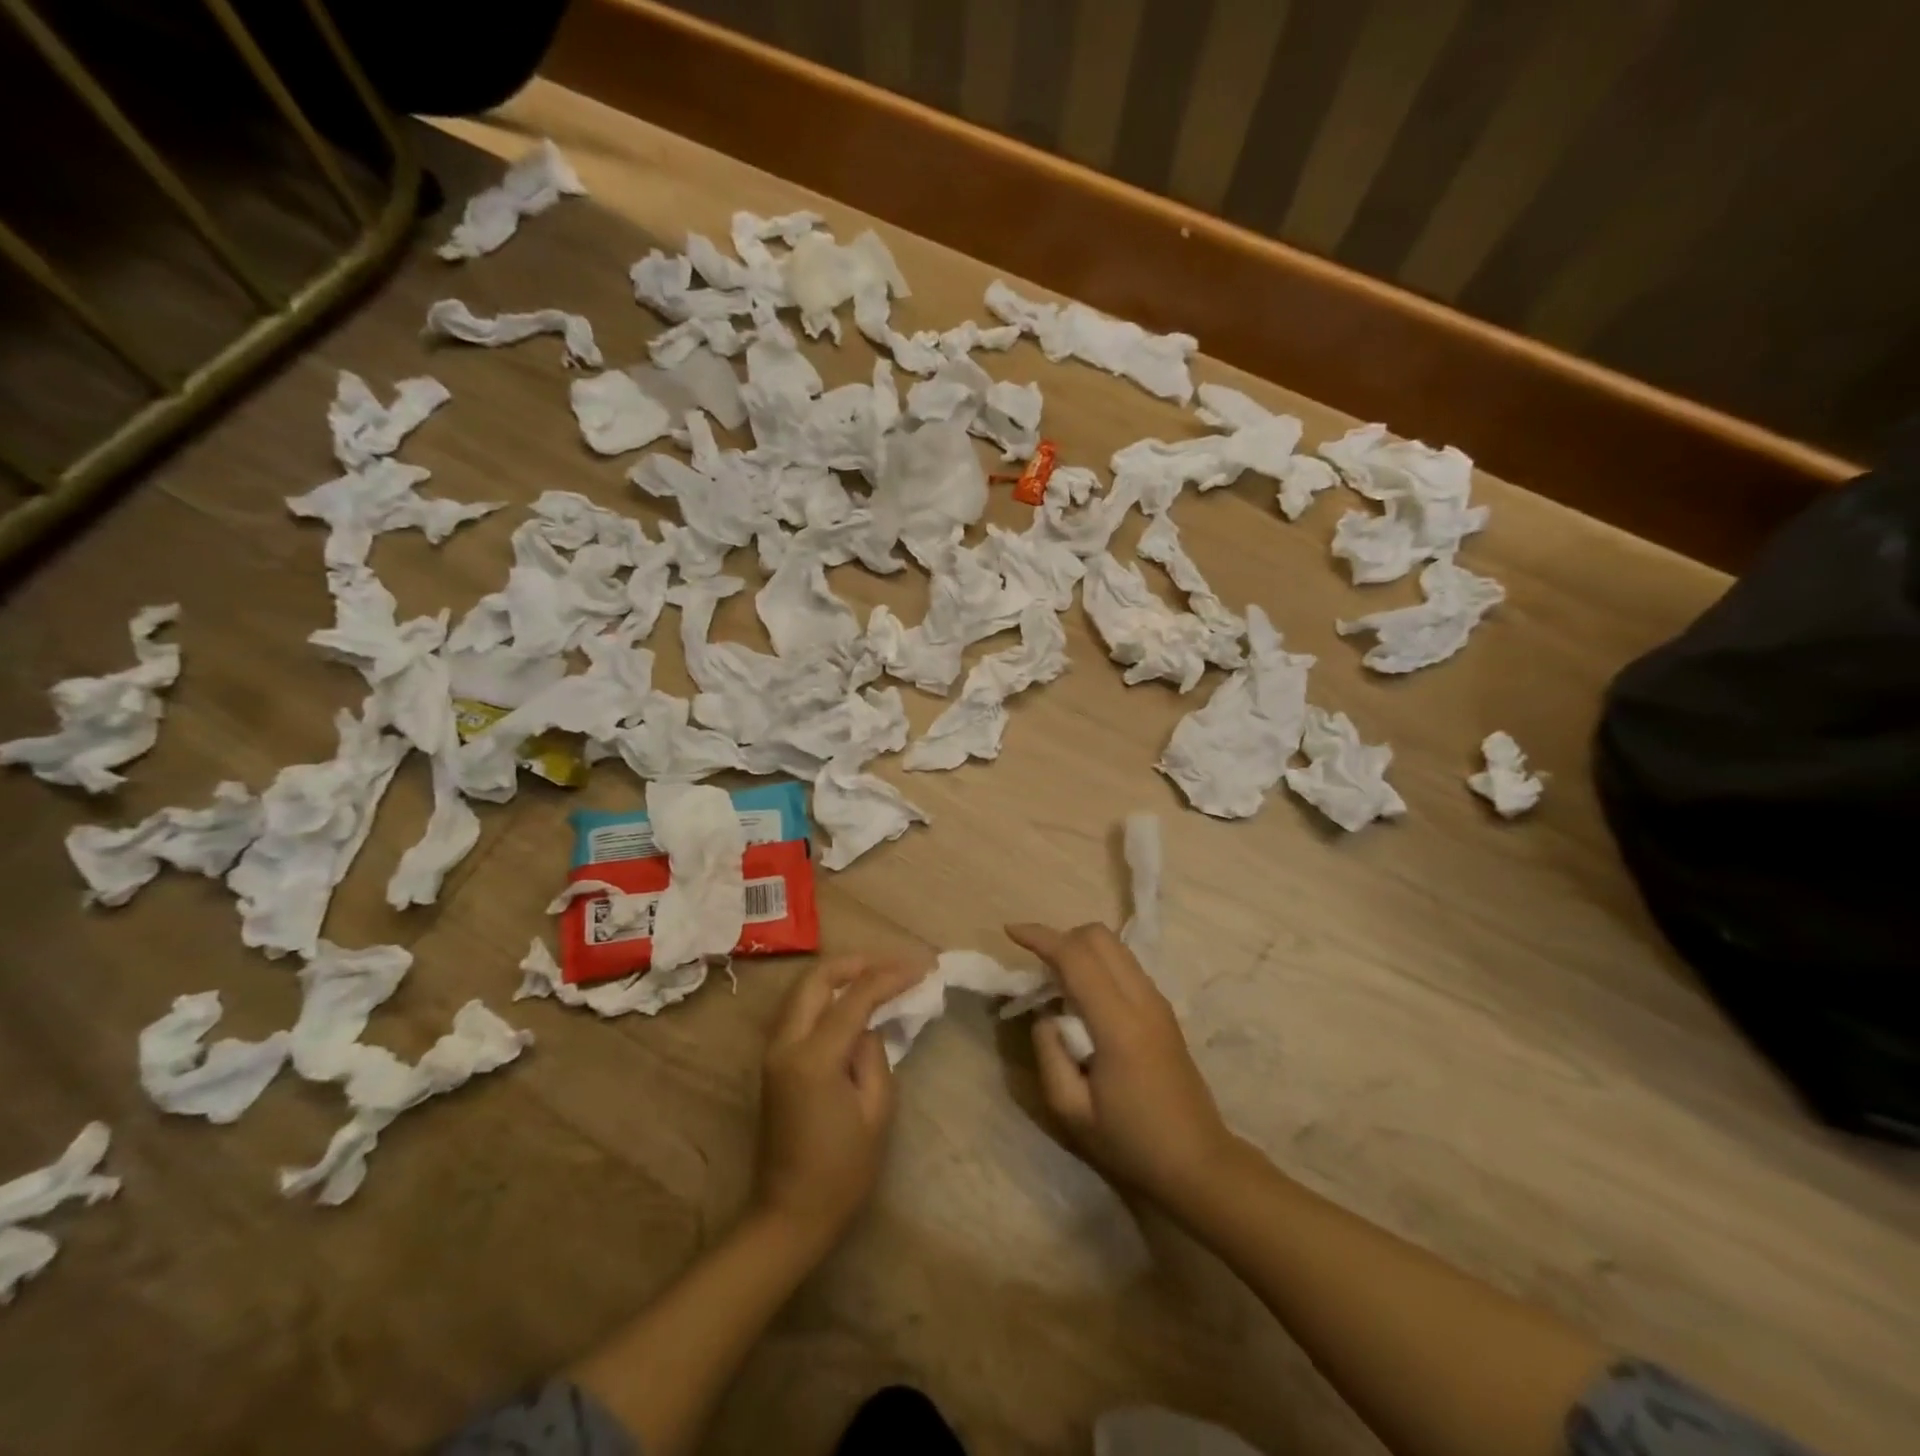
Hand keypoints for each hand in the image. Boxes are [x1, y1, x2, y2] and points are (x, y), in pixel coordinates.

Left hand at [751, 956, 923, 1251]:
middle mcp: (786, 1043)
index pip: (855, 997)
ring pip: (803, 988)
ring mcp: (774, 1050)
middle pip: (817, 977)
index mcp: (814, 1058)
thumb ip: (875, 1055)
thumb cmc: (842, 1171)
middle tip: (894, 964)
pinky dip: (826, 993)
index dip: (891, 976)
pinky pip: (799, 1008)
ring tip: (877, 975)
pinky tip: (852, 1000)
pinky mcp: (773, 1060)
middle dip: (858, 962)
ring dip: (840, 974)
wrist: (789, 1214)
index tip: (923, 968)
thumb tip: (870, 1026)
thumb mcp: (876, 1112)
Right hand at [1006, 922, 1236, 1208]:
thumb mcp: (1071, 1111)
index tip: (1010, 932)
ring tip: (1057, 982)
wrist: (1198, 1162)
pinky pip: (1125, 964)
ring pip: (1114, 946)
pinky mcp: (1163, 1009)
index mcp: (1118, 1024)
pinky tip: (1084, 997)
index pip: (1075, 957)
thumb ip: (1048, 1053)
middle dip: (1061, 938)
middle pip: (1098, 936)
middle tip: (1037, 967)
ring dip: (1080, 949)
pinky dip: (1098, 963)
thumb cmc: (1131, 1142)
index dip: (1040, 938)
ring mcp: (1157, 1001)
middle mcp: (1142, 999)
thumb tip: (1045, 1016)